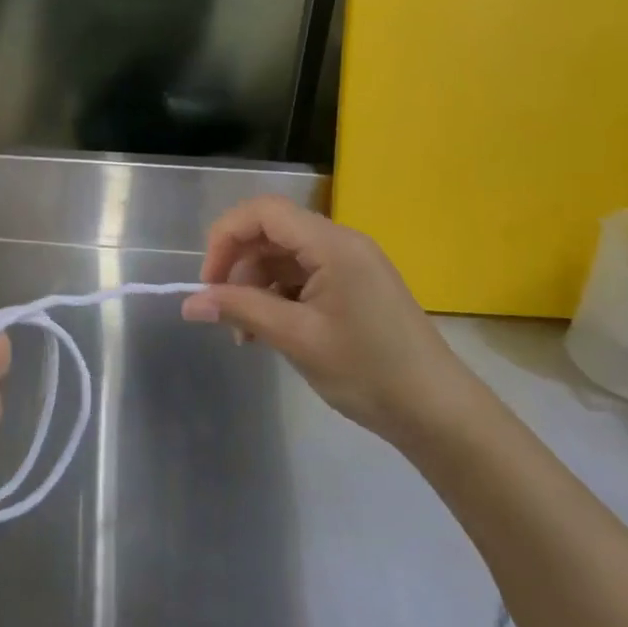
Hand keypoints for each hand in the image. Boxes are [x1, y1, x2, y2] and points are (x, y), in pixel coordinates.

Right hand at [181, 196, 473, 444]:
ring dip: (255, 287)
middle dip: (238, 266)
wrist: (438, 414)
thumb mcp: (297, 338)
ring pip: (283, 257)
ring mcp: (349, 264)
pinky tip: (267, 332)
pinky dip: (277, 297)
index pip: (263, 212)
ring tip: (244, 334)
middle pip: (271, 232)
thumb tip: (189, 302)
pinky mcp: (353, 287)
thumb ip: (240, 310)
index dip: (225, 236)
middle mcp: (341, 242)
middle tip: (221, 310)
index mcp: (332, 244)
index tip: (208, 281)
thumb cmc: (368, 371)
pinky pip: (302, 276)